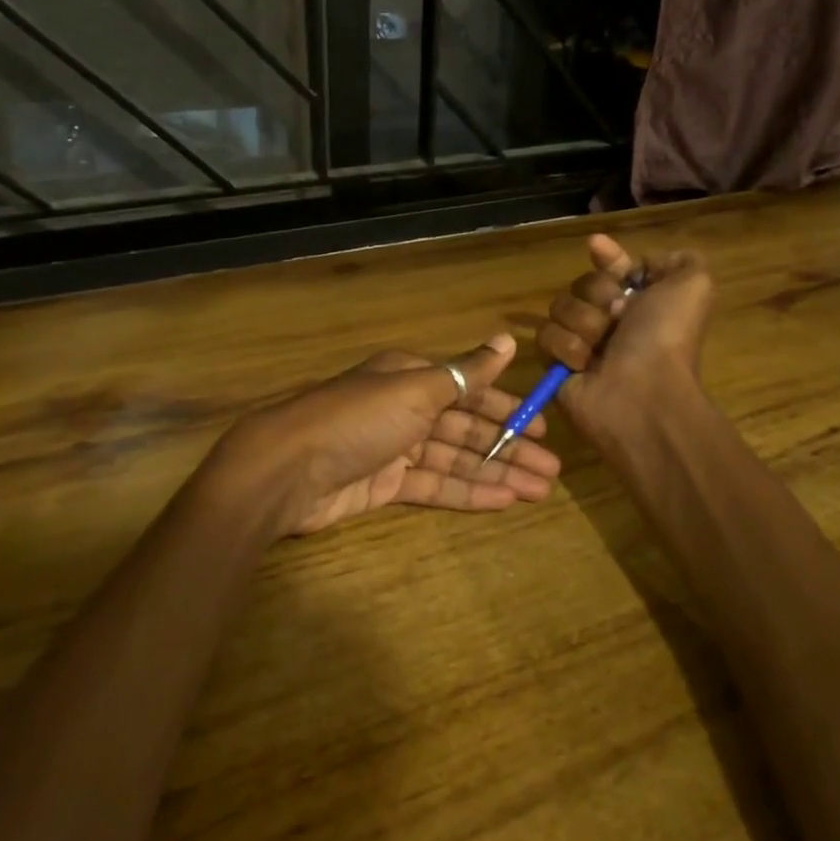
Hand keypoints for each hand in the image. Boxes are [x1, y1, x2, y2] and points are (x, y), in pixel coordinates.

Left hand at [206, 335, 560, 536]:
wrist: (287, 469)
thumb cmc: (357, 419)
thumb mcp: (416, 388)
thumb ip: (466, 372)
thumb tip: (507, 340)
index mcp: (410, 378)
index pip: (469, 391)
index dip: (507, 408)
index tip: (542, 426)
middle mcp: (405, 409)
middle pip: (467, 429)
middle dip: (509, 447)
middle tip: (552, 470)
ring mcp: (394, 449)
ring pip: (455, 460)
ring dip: (496, 473)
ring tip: (539, 490)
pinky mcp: (384, 486)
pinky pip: (435, 487)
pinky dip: (468, 492)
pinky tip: (502, 501)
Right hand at [537, 234, 714, 443]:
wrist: (642, 393)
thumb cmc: (666, 338)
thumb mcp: (694, 286)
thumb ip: (679, 261)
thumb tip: (640, 264)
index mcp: (642, 302)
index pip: (615, 268)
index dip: (607, 258)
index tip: (596, 246)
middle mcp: (611, 320)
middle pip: (583, 284)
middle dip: (599, 295)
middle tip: (618, 319)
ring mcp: (582, 342)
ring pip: (560, 307)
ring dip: (584, 324)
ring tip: (601, 348)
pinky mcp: (557, 364)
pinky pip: (545, 337)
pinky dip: (567, 348)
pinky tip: (585, 365)